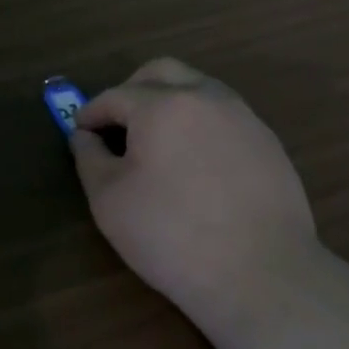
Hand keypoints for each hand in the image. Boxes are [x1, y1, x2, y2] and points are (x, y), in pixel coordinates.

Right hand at [71, 58, 317, 328]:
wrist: (263, 276)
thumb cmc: (171, 234)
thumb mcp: (109, 199)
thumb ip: (89, 157)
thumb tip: (84, 136)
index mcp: (162, 105)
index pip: (115, 96)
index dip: (91, 113)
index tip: (80, 133)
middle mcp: (205, 98)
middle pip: (161, 72)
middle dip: (131, 90)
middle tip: (117, 125)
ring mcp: (243, 118)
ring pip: (197, 89)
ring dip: (169, 103)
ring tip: (156, 144)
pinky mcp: (268, 144)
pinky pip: (224, 117)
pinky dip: (199, 125)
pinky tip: (195, 165)